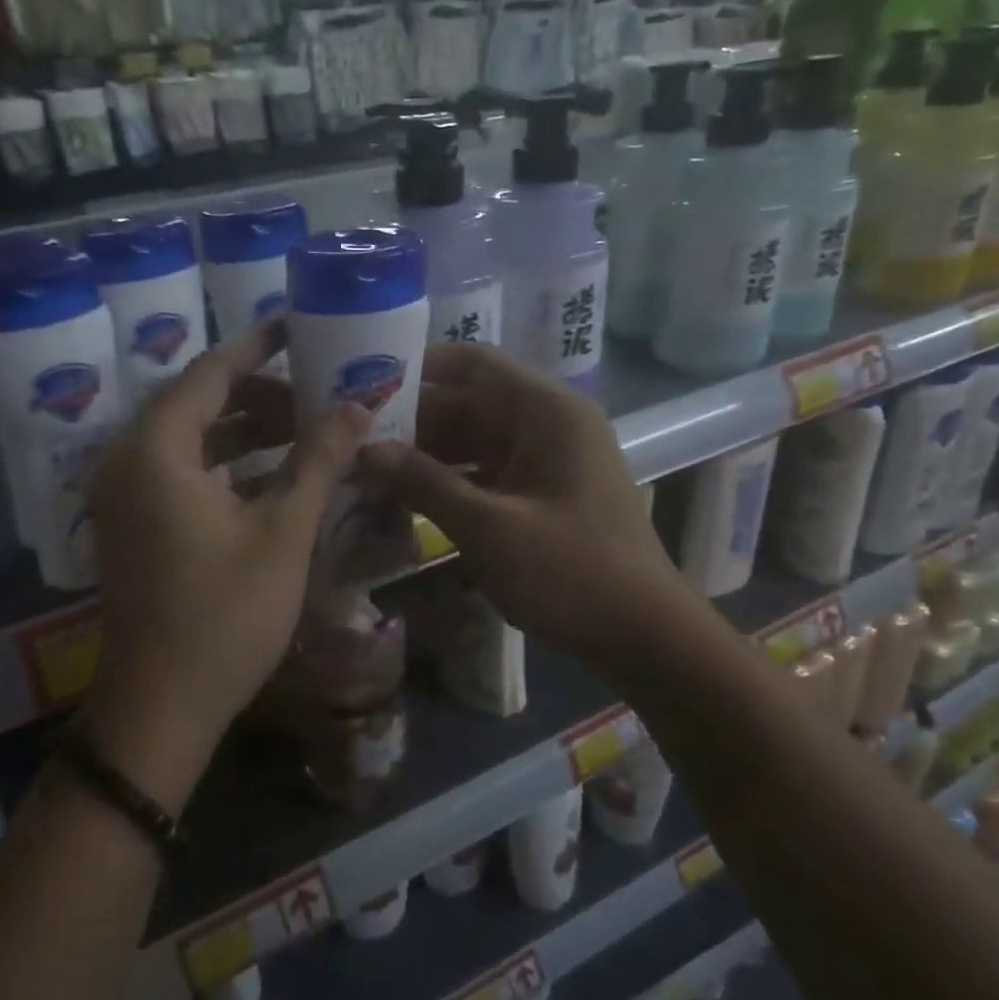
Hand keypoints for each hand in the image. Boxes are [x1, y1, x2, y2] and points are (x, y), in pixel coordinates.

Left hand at [83, 321, 369, 807]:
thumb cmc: (224, 616)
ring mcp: (127, 496)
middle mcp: (129, 460)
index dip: (259, 345)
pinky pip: (185, 472)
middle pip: (199, 402)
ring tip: (307, 429)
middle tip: (317, 391)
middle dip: (260, 393)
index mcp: (156, 449)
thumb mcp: (282, 531)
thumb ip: (318, 460)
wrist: (161, 708)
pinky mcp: (136, 525)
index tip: (299, 325)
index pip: (211, 371)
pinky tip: (277, 474)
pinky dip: (228, 465)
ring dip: (246, 430)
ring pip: (193, 439)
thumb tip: (358, 406)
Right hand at [359, 344, 701, 674]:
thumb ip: (424, 482)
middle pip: (470, 403)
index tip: (365, 387)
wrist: (644, 635)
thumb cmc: (569, 572)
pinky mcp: (545, 491)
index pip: (472, 363)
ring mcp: (549, 459)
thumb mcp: (487, 526)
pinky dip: (452, 481)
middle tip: (354, 439)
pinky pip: (489, 471)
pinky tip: (408, 500)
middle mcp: (549, 423)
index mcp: (545, 411)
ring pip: (475, 439)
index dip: (418, 368)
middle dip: (413, 421)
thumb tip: (366, 450)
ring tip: (369, 470)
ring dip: (428, 454)